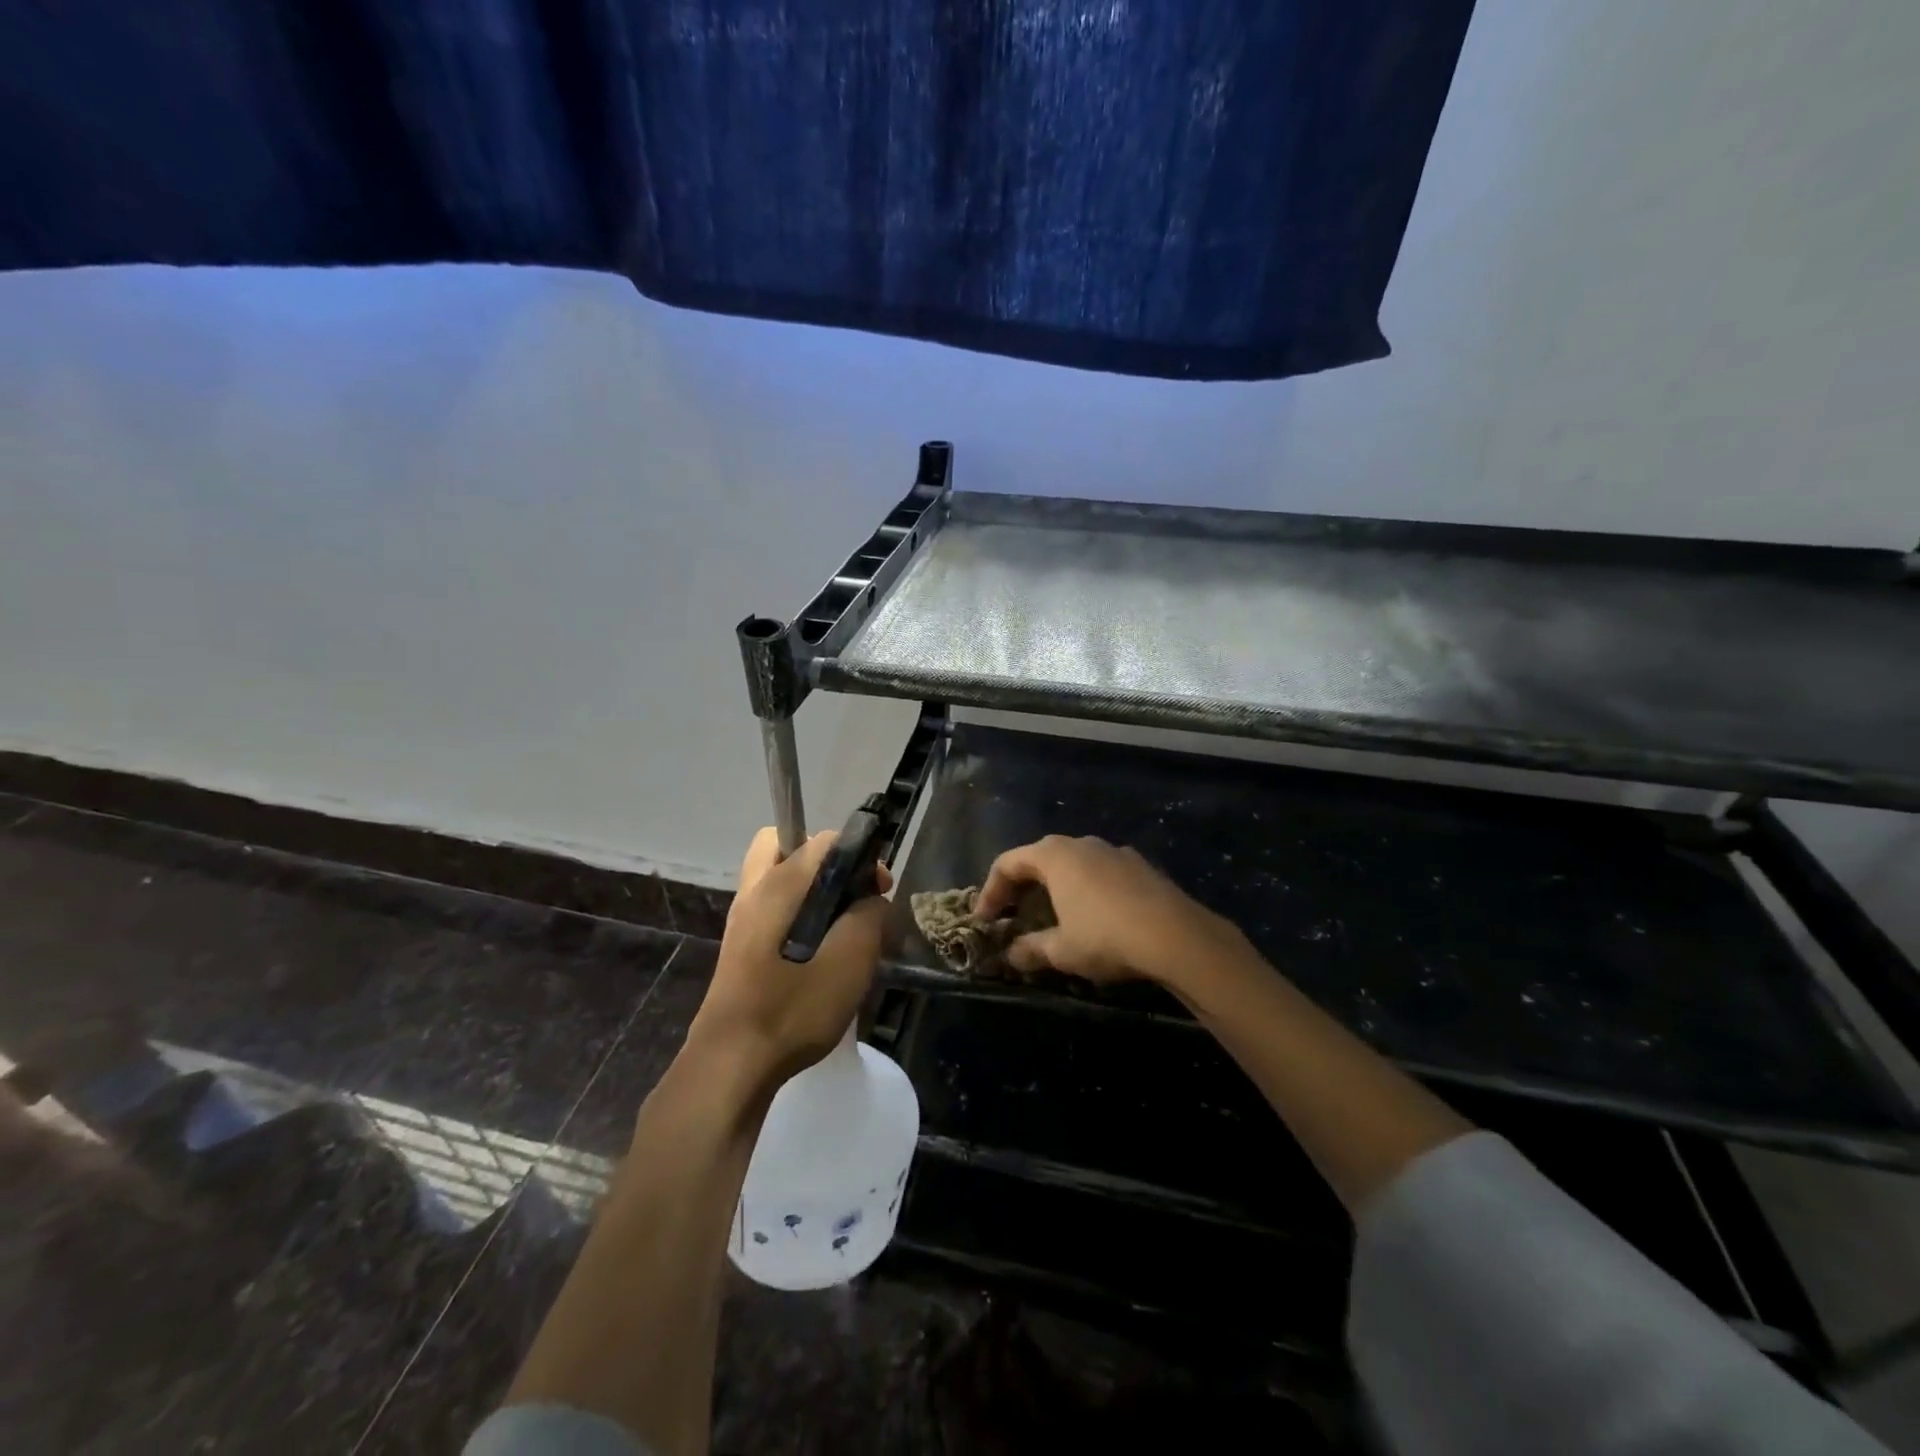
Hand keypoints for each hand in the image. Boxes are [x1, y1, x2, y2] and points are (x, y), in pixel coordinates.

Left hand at [688, 827, 891, 1092]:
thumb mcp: (850, 962)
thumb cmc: (792, 1009)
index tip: (879, 889)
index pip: (824, 840)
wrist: (730, 1066)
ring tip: (838, 926)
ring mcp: (742, 920)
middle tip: (848, 894)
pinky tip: (817, 953)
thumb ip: (868, 917)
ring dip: (809, 888)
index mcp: (778, 885)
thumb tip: (872, 900)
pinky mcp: (739, 947)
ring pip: (776, 877)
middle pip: (785, 845)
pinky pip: (771, 908)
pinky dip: (796, 913)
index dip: (860, 855)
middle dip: (823, 859)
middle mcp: (754, 891)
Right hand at [974, 835, 1240, 985]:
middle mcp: (1082, 844)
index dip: (990, 892)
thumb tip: (1011, 955)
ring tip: (1052, 918)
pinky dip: (1084, 890)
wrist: (1178, 936)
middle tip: (1012, 917)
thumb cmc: (1107, 937)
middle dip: (1021, 888)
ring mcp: (1114, 852)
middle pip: (1039, 858)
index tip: (983, 920)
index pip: (1007, 863)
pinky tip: (1093, 918)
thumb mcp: (1062, 951)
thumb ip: (1031, 949)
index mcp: (1054, 855)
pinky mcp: (1140, 866)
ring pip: (1072, 864)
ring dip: (1054, 888)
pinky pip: (1100, 873)